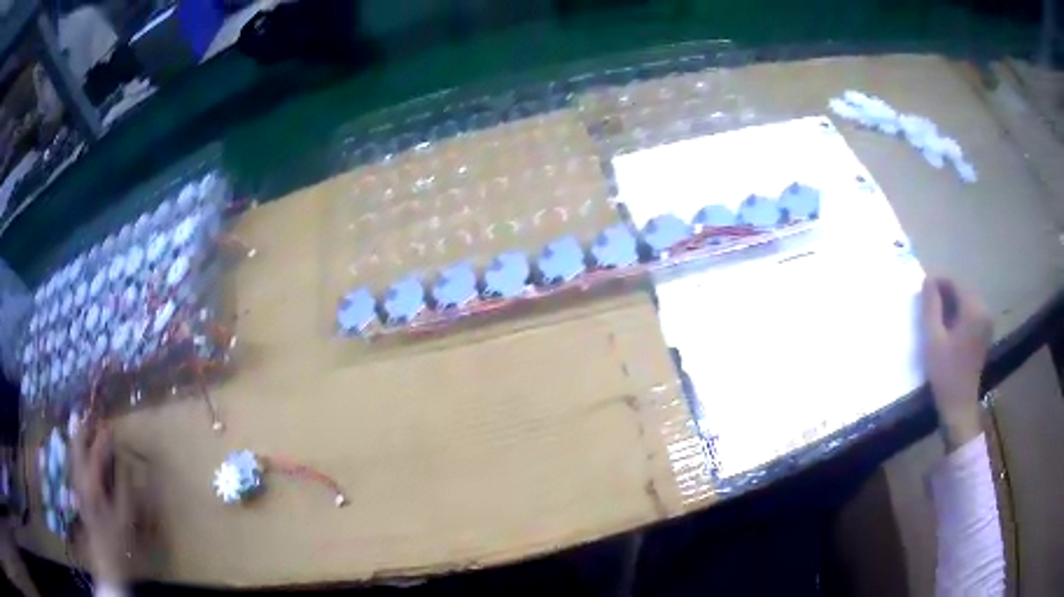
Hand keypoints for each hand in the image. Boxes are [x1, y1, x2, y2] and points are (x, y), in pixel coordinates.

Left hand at [70, 426, 132, 584]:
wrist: (107, 561)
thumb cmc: (120, 539)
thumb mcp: (127, 516)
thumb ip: (125, 486)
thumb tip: (126, 462)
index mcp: (91, 482)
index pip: (95, 451)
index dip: (103, 437)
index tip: (110, 425)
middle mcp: (79, 478)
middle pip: (76, 445)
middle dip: (84, 430)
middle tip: (94, 420)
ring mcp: (76, 484)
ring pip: (73, 452)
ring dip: (79, 440)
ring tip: (87, 430)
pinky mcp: (77, 491)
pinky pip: (74, 464)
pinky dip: (77, 453)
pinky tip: (83, 455)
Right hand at [921, 276, 991, 450]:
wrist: (959, 406)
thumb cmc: (945, 374)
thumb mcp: (933, 339)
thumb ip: (931, 306)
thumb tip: (928, 280)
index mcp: (974, 310)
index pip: (955, 282)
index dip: (937, 283)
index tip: (922, 291)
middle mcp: (984, 310)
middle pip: (962, 290)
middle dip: (944, 292)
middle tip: (926, 305)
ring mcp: (986, 322)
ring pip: (966, 300)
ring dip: (951, 303)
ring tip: (935, 316)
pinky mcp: (985, 332)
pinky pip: (970, 312)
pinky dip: (958, 313)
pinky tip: (947, 327)